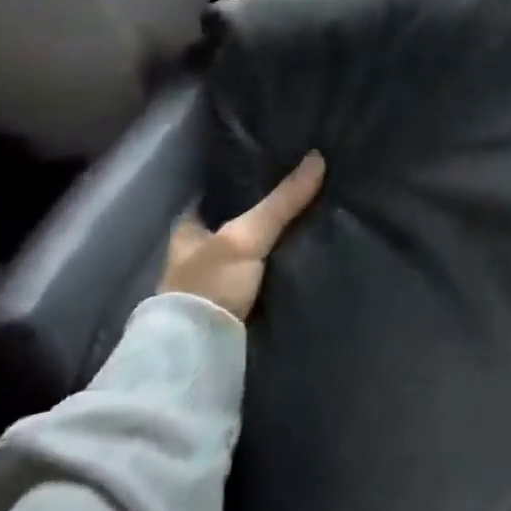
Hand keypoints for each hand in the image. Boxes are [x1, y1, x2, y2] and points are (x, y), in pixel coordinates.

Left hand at [159, 152, 325, 321]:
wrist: (201, 353)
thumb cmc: (209, 284)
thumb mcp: (246, 235)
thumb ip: (282, 201)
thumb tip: (318, 157)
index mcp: (189, 231)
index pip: (220, 195)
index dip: (246, 181)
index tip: (278, 166)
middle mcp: (201, 253)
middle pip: (241, 222)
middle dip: (269, 211)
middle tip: (309, 189)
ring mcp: (219, 281)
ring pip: (257, 249)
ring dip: (280, 240)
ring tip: (321, 218)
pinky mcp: (239, 305)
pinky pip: (268, 274)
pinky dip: (285, 265)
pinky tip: (310, 253)